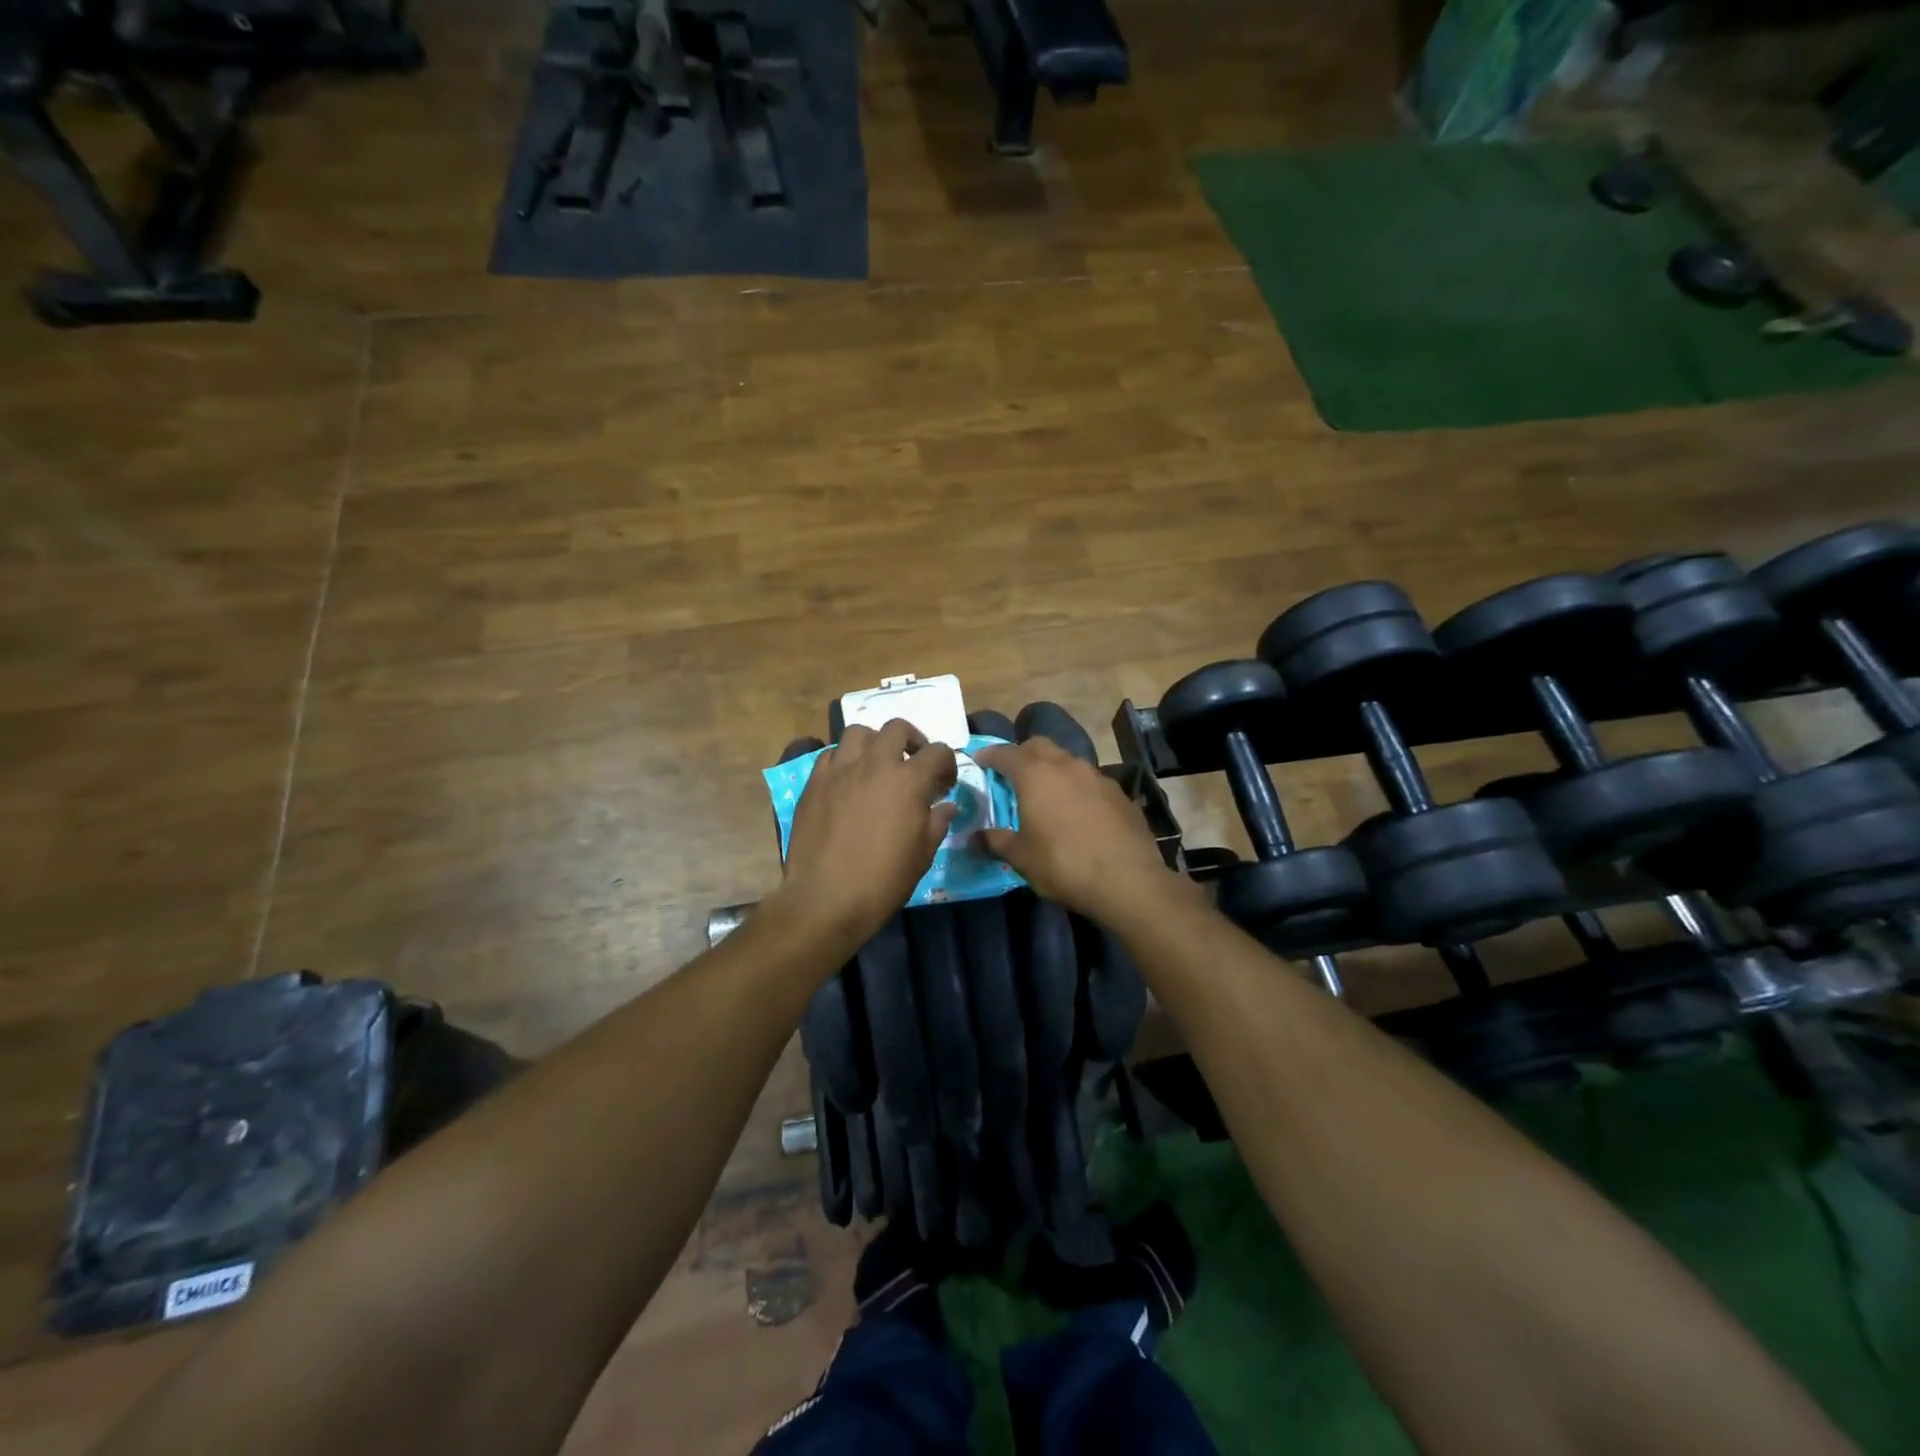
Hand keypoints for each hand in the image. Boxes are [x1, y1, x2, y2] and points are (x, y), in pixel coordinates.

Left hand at [776, 719, 958, 946]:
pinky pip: (830, 755)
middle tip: (913, 764)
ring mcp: (840, 770)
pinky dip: (843, 760)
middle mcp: (875, 764)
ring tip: (877, 766)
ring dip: (874, 743)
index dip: (947, 764)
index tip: (944, 785)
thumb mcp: (923, 855)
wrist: (826, 898)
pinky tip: (847, 782)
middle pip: (897, 728)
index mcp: (909, 780)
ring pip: (858, 733)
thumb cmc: (883, 880)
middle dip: (912, 741)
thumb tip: (945, 806)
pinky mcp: (814, 782)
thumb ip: (936, 822)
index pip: (937, 752)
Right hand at [973, 739, 1183, 924]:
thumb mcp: (1021, 858)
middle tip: (1011, 774)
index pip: (1006, 753)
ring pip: (1068, 762)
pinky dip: (1077, 789)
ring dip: (1053, 770)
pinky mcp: (1120, 794)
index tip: (980, 761)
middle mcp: (1067, 766)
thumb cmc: (1063, 864)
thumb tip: (973, 838)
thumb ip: (995, 842)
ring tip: (1046, 794)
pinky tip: (1078, 812)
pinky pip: (1091, 782)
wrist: (1127, 880)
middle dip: (1022, 755)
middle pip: (1039, 746)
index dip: (990, 756)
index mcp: (1036, 775)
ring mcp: (1098, 777)